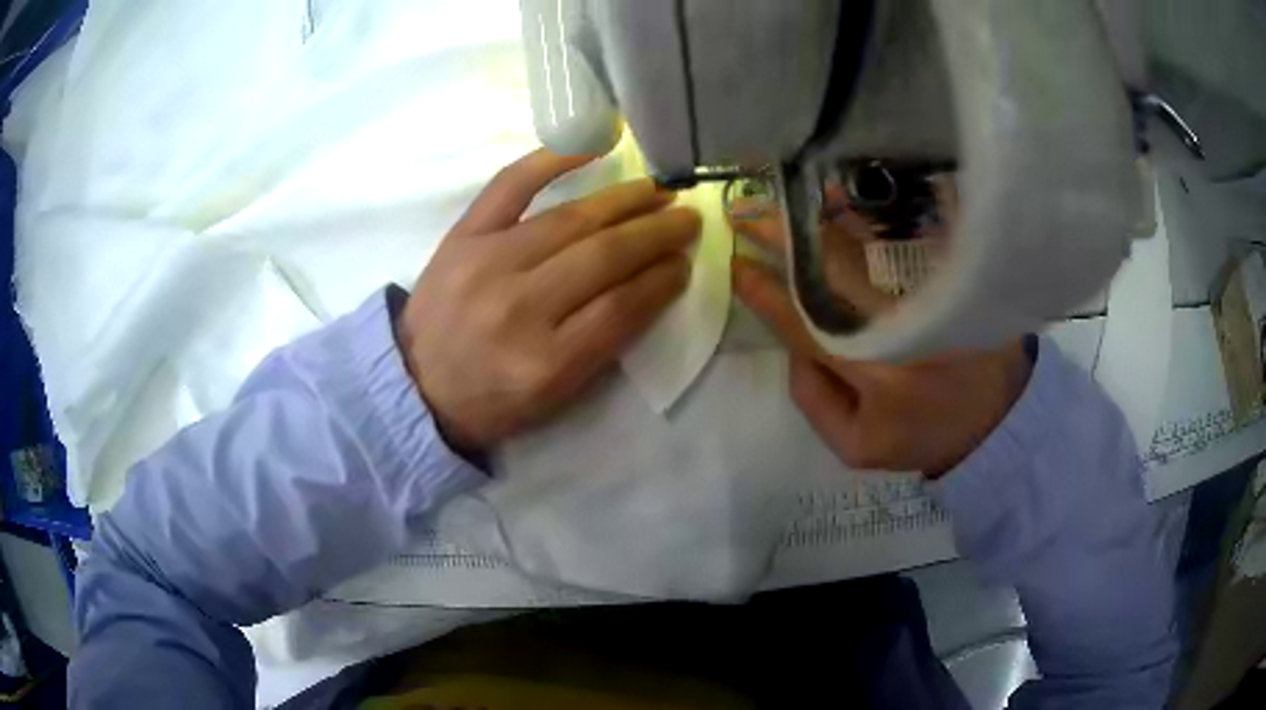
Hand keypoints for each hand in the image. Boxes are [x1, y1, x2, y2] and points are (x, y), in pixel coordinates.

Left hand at [398, 149, 699, 452]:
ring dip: (625, 200)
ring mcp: (488, 263)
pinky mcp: (464, 236)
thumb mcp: (554, 396)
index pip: (622, 308)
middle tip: (688, 217)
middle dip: (656, 233)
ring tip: (658, 191)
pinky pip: (512, 185)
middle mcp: (520, 308)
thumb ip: (603, 345)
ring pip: (572, 220)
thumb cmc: (491, 398)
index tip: (685, 264)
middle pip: (604, 257)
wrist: (415, 385)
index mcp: (547, 363)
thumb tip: (650, 284)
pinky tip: (594, 146)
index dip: (662, 280)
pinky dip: (553, 159)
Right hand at [729, 198, 1030, 476]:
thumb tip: (791, 342)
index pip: (801, 322)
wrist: (997, 419)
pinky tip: (841, 192)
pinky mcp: (949, 276)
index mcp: (870, 370)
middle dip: (780, 237)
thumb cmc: (921, 434)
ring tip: (784, 192)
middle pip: (827, 270)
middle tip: (745, 211)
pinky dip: (869, 212)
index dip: (763, 291)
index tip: (736, 262)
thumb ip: (810, 397)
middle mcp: (897, 322)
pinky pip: (904, 234)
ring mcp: (928, 293)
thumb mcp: (854, 444)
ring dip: (819, 214)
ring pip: (864, 244)